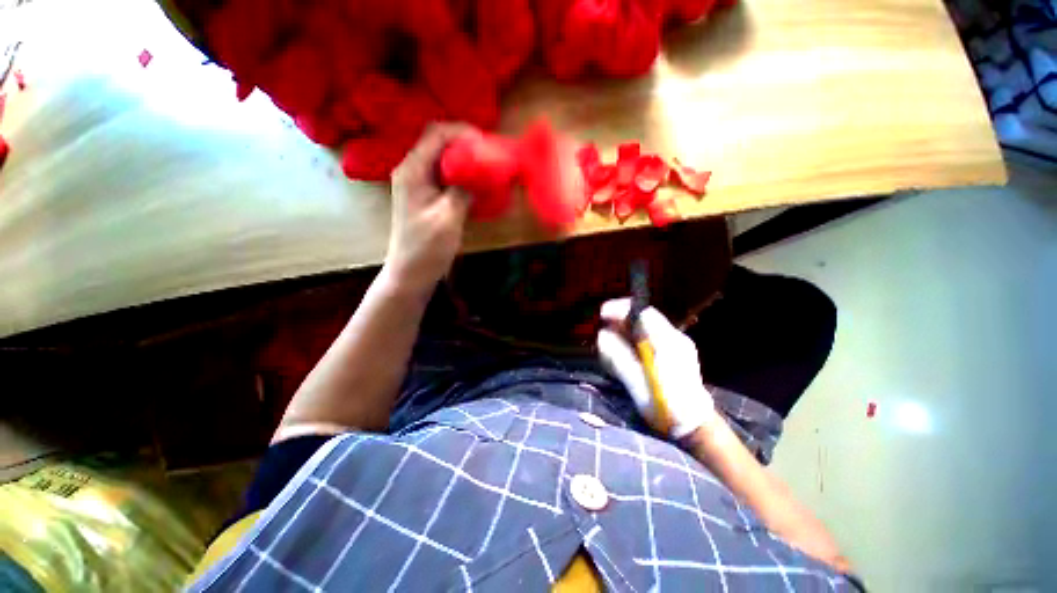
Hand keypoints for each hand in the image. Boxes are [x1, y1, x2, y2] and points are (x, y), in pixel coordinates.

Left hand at [386, 123, 474, 293]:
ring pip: (444, 160)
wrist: (411, 273)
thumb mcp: (448, 218)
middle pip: (439, 143)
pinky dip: (462, 176)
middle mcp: (413, 171)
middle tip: (490, 155)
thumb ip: (462, 190)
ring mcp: (419, 184)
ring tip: (488, 167)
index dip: (462, 132)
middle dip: (466, 144)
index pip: (436, 134)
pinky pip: (445, 177)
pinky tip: (477, 185)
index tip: (486, 143)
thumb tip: (479, 171)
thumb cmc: (426, 248)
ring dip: (465, 160)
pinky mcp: (427, 197)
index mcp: (413, 171)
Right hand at [597, 298, 716, 439]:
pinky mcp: (673, 352)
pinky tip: (625, 356)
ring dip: (624, 333)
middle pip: (642, 318)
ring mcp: (676, 344)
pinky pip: (648, 338)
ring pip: (644, 328)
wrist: (695, 426)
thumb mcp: (638, 384)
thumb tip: (602, 335)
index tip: (602, 314)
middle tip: (603, 333)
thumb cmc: (666, 407)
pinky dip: (633, 342)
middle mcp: (674, 338)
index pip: (643, 313)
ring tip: (611, 348)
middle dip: (620, 322)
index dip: (620, 309)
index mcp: (668, 343)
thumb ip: (619, 357)